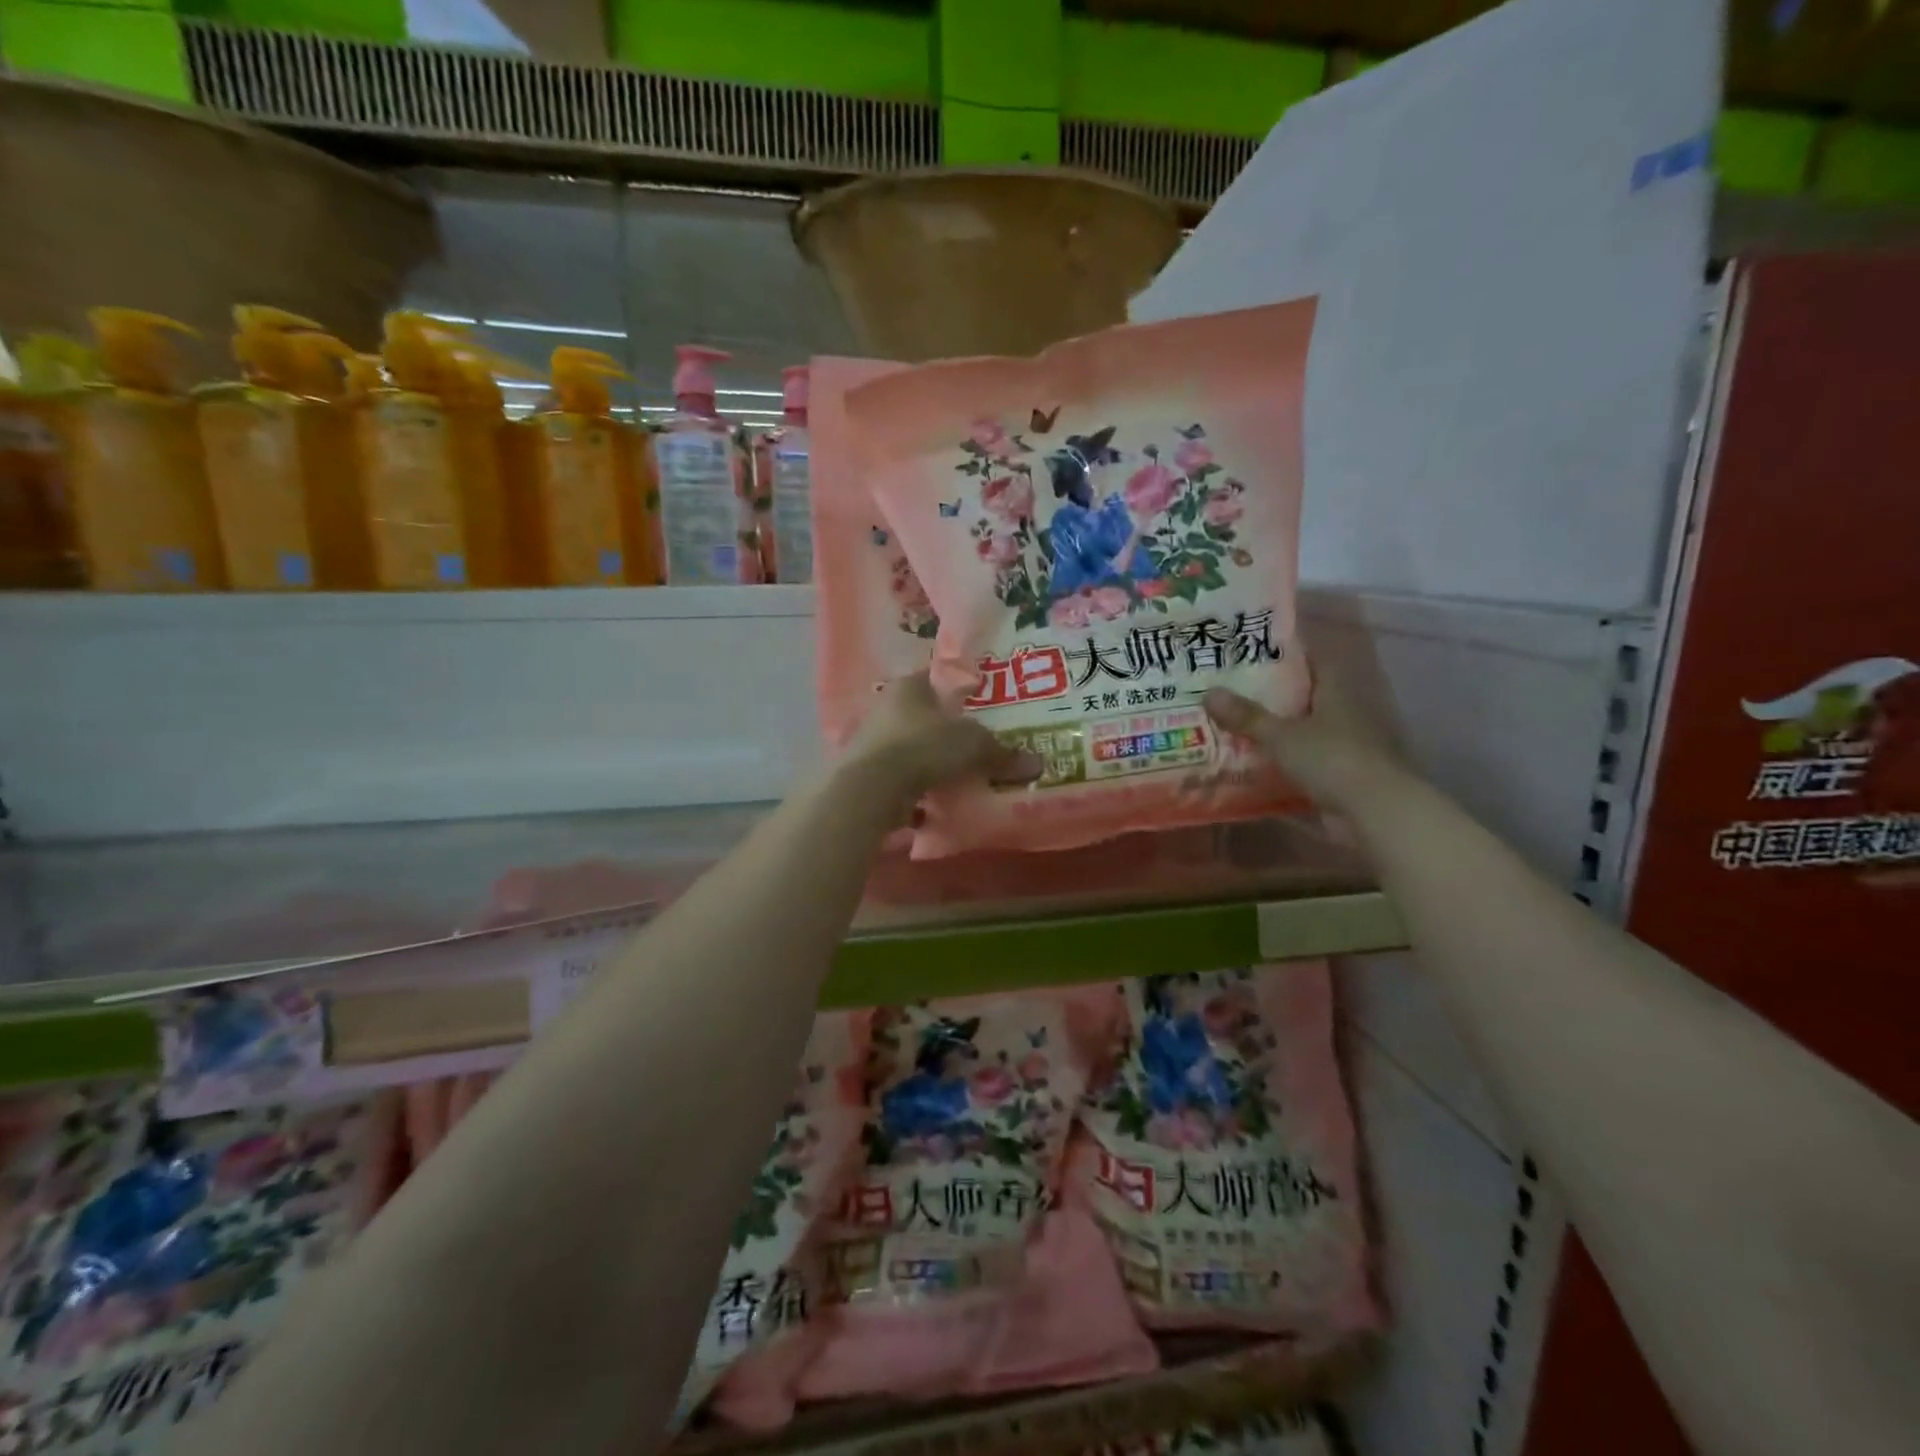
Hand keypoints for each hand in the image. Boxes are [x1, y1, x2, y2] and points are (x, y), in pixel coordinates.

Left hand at [844, 673, 1041, 810]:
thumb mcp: (973, 746)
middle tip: (976, 746)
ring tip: (959, 776)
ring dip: (930, 761)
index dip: (960, 690)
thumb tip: (1037, 764)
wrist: (870, 789)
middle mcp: (886, 707)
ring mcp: (871, 742)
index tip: (981, 705)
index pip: (937, 678)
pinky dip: (916, 786)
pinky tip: (935, 799)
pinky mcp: (865, 774)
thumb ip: (1002, 753)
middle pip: (923, 716)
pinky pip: (900, 776)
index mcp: (909, 686)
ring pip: (910, 747)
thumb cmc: (923, 747)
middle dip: (946, 731)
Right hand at [1203, 658, 1398, 809]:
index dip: (1287, 654)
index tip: (1254, 652)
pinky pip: (1303, 761)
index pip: (1313, 662)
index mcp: (1335, 693)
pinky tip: (1252, 764)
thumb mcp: (1282, 736)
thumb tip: (1209, 692)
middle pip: (1304, 696)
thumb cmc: (1332, 759)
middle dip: (1273, 695)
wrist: (1374, 811)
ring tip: (1235, 726)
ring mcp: (1344, 746)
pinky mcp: (1339, 776)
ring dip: (1276, 730)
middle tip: (1232, 690)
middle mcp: (1343, 714)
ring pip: (1303, 730)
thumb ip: (1247, 717)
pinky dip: (1281, 762)